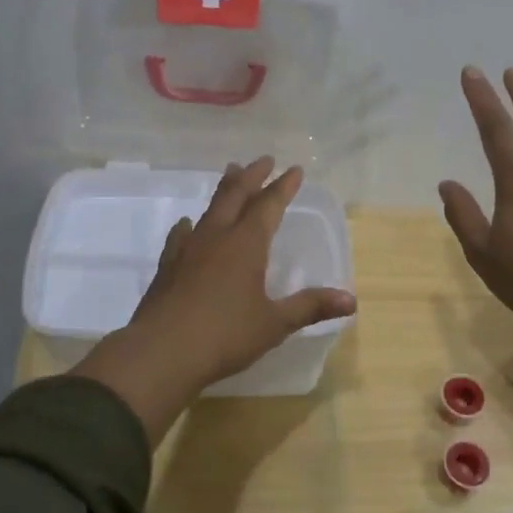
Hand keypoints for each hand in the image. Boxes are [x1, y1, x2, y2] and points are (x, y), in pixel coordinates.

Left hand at [74, 157, 356, 445]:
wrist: (161, 353)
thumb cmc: (225, 335)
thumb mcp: (274, 324)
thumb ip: (310, 307)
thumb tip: (351, 300)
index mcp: (246, 245)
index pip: (269, 206)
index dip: (283, 187)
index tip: (294, 169)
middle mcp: (217, 237)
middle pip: (236, 196)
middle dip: (252, 176)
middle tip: (264, 159)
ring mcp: (188, 250)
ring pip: (209, 209)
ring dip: (224, 190)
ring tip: (230, 174)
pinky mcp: (168, 267)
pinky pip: (181, 236)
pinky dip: (190, 226)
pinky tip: (187, 225)